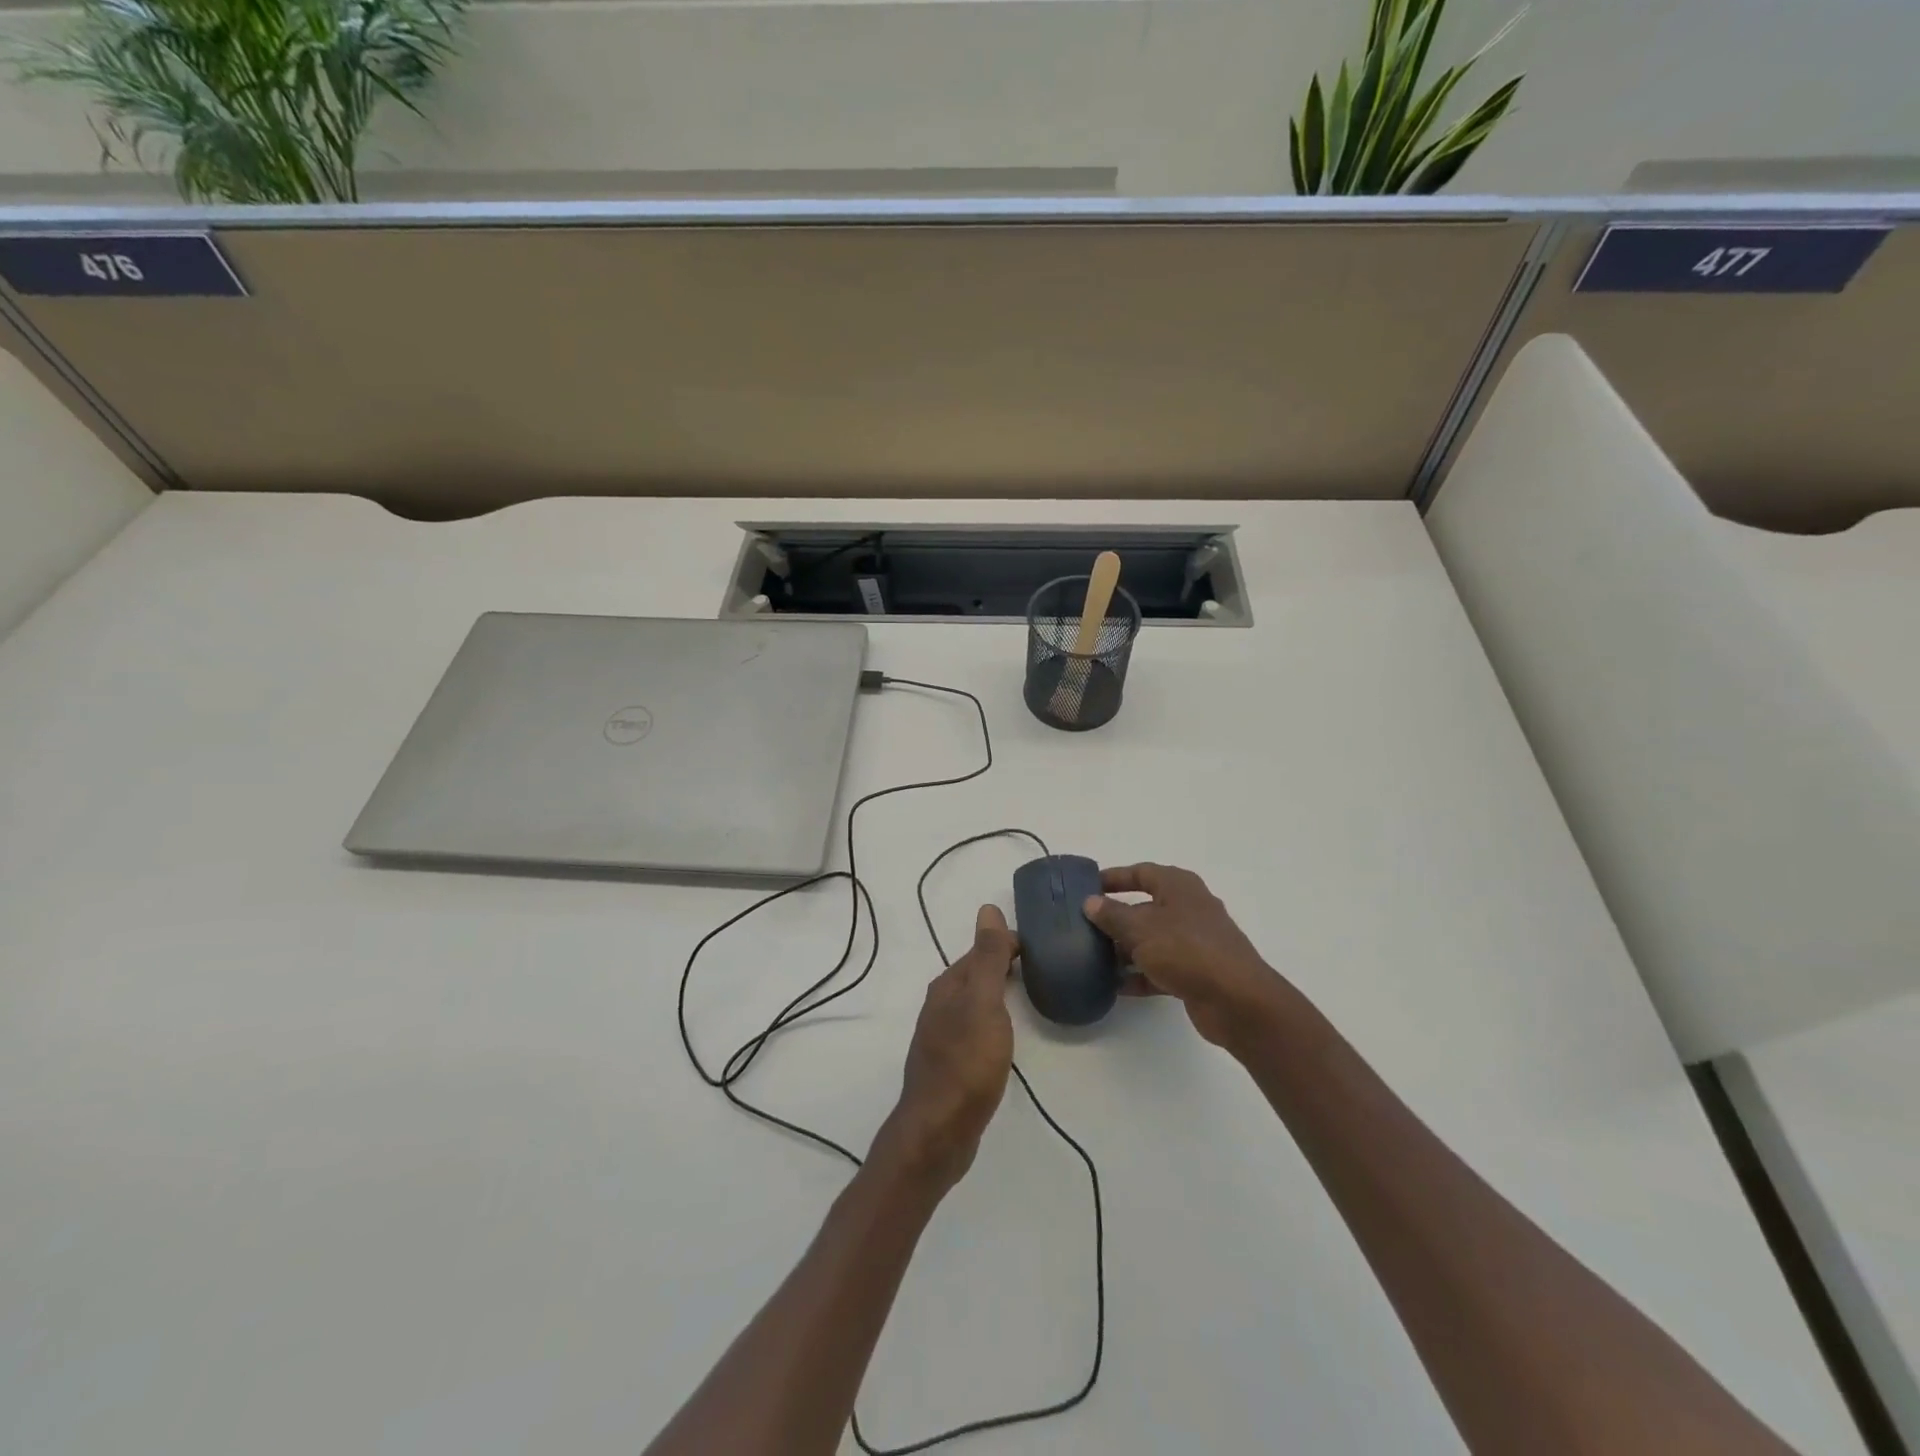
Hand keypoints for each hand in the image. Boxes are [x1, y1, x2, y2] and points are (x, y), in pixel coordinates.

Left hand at [875, 905, 1017, 1189]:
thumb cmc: (966, 1063)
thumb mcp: (983, 1003)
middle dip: (1004, 964)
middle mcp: (941, 1005)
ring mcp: (943, 1035)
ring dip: (998, 992)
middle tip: (1044, 965)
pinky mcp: (951, 1063)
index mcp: (948, 986)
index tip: (1043, 945)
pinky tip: (1005, 1034)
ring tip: (1031, 993)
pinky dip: (993, 1019)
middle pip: (976, 974)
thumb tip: (988, 907)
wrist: (938, 1131)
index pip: (982, 950)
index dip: (1010, 943)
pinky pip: (975, 1027)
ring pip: (975, 1001)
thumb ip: (988, 957)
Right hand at [1084, 864, 1288, 1049]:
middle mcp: (1188, 909)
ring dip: (1125, 949)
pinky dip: (1140, 975)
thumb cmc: (1186, 950)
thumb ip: (1112, 915)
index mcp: (1178, 887)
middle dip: (1115, 918)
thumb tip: (1090, 902)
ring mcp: (1194, 942)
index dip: (1114, 878)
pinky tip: (1115, 987)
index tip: (1087, 887)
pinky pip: (1160, 968)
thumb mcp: (1140, 929)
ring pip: (1151, 940)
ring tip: (1092, 958)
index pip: (1141, 873)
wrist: (1237, 1001)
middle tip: (1084, 927)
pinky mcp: (1196, 972)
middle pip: (1145, 908)